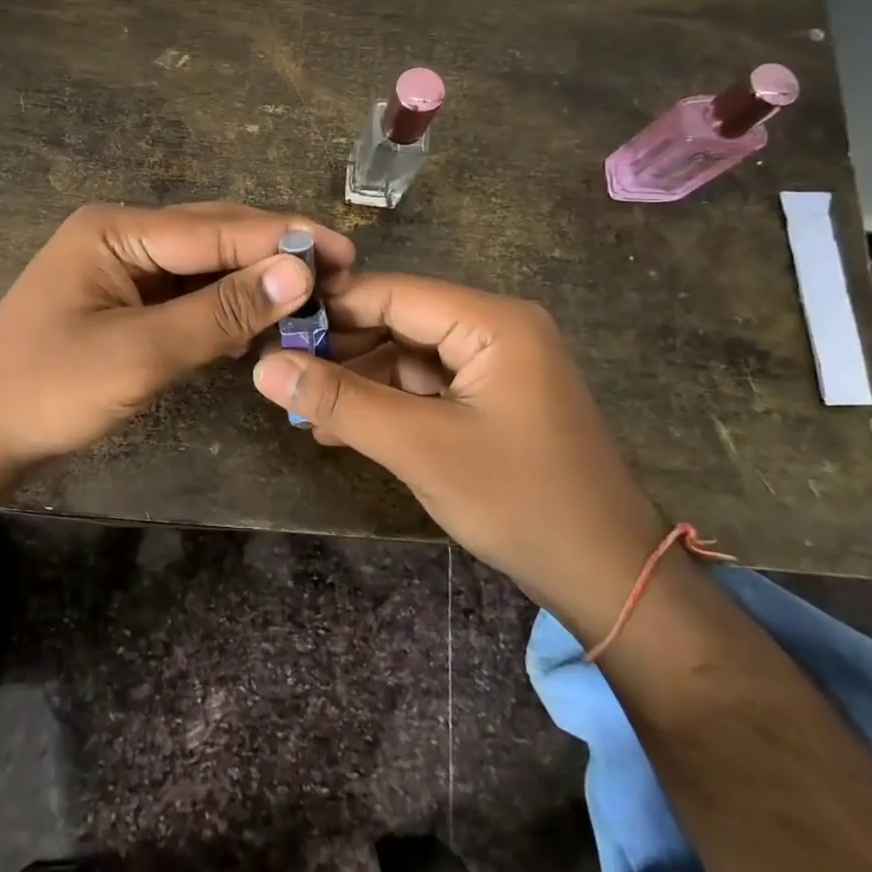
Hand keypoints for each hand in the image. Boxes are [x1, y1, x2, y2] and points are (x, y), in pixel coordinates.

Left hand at [0, 202, 353, 487]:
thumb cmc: (47, 390)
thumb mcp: (140, 353)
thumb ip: (221, 311)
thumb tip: (300, 271)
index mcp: (116, 228)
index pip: (217, 228)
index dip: (285, 240)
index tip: (347, 254)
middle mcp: (121, 235)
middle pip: (214, 237)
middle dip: (274, 255)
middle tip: (340, 275)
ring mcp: (121, 269)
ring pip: (205, 267)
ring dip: (253, 283)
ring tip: (313, 299)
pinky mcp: (124, 303)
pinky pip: (187, 295)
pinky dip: (224, 308)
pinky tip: (259, 324)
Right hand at [252, 273, 665, 635]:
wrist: (607, 578)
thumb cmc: (520, 501)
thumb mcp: (420, 447)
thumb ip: (341, 401)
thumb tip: (263, 367)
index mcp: (493, 322)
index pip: (393, 293)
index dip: (331, 308)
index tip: (272, 329)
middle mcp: (497, 330)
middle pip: (400, 322)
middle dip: (341, 351)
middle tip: (280, 376)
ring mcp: (497, 367)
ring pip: (408, 358)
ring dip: (358, 384)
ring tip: (303, 411)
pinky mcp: (494, 401)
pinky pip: (427, 388)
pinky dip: (386, 406)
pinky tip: (341, 429)